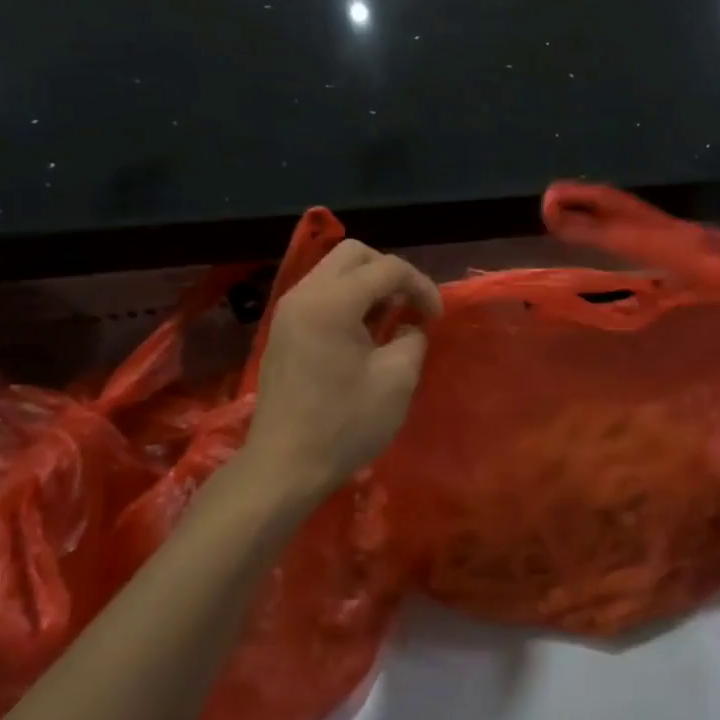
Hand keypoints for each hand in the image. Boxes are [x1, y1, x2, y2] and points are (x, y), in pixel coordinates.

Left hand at [242, 241, 442, 497]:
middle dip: (391, 273)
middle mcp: (304, 294)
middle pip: (354, 254)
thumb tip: (410, 326)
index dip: (421, 286)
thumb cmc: (345, 424)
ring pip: (334, 271)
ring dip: (368, 285)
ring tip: (390, 319)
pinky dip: (348, 300)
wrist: (283, 466)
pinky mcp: (283, 330)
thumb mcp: (397, 380)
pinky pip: (320, 293)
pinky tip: (363, 333)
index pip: (388, 268)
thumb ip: (413, 339)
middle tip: (411, 307)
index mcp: (332, 302)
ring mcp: (288, 311)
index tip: (436, 318)